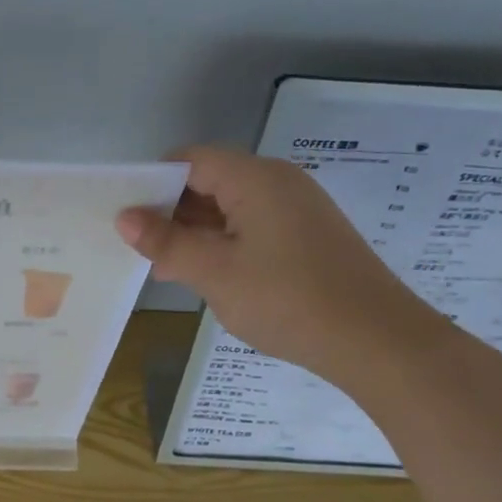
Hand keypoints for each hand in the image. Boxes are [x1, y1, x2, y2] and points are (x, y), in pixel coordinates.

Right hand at [117, 146, 446, 385]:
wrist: (377, 341)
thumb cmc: (287, 300)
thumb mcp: (214, 272)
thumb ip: (166, 242)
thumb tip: (124, 217)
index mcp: (255, 178)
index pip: (189, 160)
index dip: (153, 183)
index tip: (126, 217)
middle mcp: (278, 182)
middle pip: (209, 180)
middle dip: (171, 211)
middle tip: (140, 248)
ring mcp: (296, 209)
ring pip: (229, 206)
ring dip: (195, 232)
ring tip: (166, 267)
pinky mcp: (307, 235)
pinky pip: (251, 226)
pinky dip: (223, 243)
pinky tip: (206, 275)